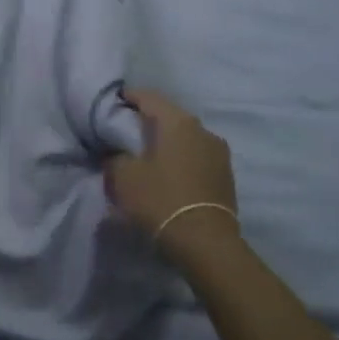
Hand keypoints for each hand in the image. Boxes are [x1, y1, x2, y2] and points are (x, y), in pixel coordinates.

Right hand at [104, 88, 239, 262]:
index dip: (128, 97)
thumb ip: (115, 157)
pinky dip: (180, 159)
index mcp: (178, 122)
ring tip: (147, 156)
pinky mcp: (225, 175)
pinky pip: (196, 157)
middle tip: (126, 132)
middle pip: (169, 116)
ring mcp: (219, 152)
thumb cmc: (160, 200)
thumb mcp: (123, 176)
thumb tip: (117, 154)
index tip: (113, 103)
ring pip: (185, 137)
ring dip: (167, 142)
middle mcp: (203, 130)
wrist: (205, 242)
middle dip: (148, 121)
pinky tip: (168, 173)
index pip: (148, 97)